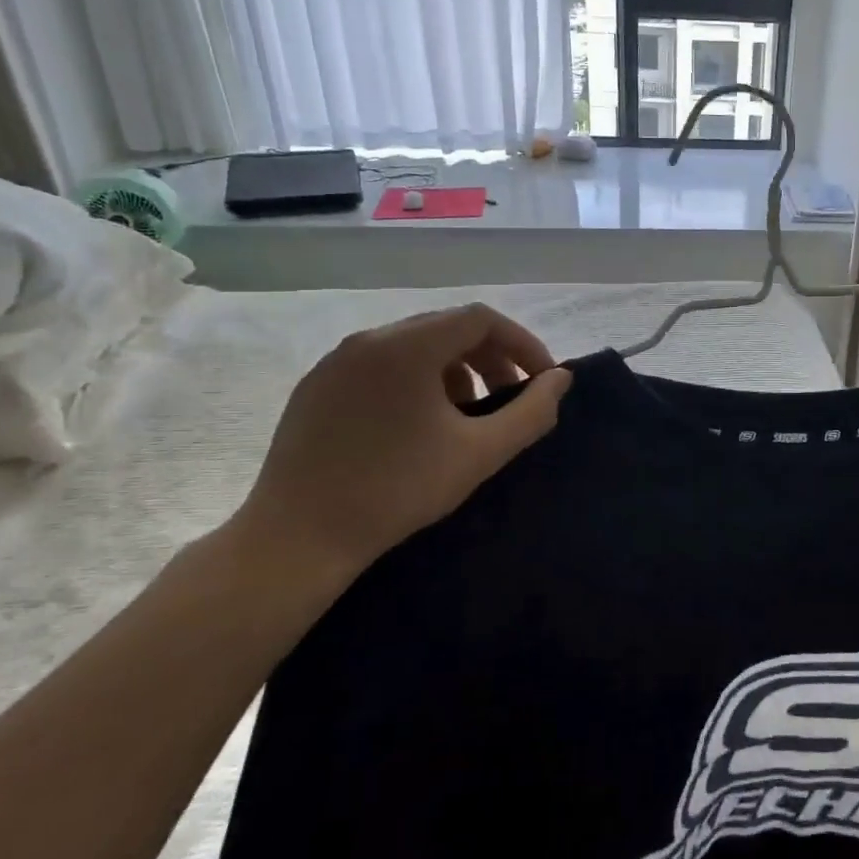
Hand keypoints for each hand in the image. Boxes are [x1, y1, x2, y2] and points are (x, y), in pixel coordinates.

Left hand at [232, 304, 571, 579]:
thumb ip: (531, 411)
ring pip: (414, 345)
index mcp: (407, 346)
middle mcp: (369, 339)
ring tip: (468, 414)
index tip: (541, 381)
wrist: (297, 539)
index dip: (521, 343)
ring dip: (455, 369)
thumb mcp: (480, 453)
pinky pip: (381, 365)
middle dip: (491, 357)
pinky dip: (417, 380)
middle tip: (510, 398)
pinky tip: (420, 425)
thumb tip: (561, 379)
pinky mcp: (316, 387)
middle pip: (448, 327)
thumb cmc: (397, 490)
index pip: (481, 319)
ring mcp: (336, 361)